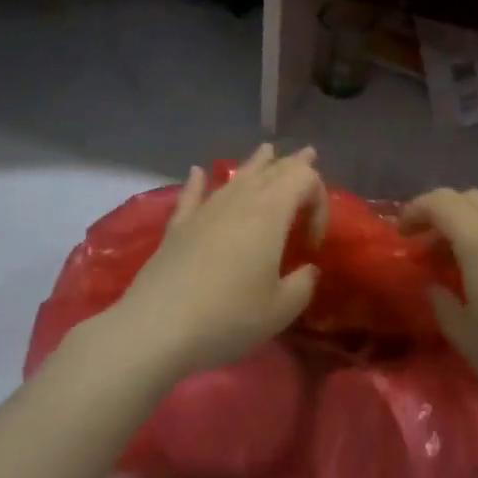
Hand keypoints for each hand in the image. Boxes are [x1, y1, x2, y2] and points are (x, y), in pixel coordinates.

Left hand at [107, 144, 326, 382]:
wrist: (158, 327)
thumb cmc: (229, 316)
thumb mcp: (281, 309)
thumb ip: (303, 284)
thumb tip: (307, 270)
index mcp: (271, 212)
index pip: (305, 180)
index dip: (319, 202)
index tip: (312, 243)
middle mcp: (240, 200)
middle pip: (273, 169)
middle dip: (295, 164)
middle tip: (308, 155)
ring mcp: (205, 209)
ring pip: (236, 176)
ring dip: (256, 163)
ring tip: (267, 151)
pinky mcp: (178, 226)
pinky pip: (192, 195)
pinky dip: (198, 182)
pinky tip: (196, 172)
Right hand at [403, 189, 477, 430]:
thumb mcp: (466, 338)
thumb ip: (443, 304)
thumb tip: (436, 286)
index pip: (442, 201)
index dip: (416, 210)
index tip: (404, 235)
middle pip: (472, 198)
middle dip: (446, 214)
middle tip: (433, 248)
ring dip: (476, 226)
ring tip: (468, 263)